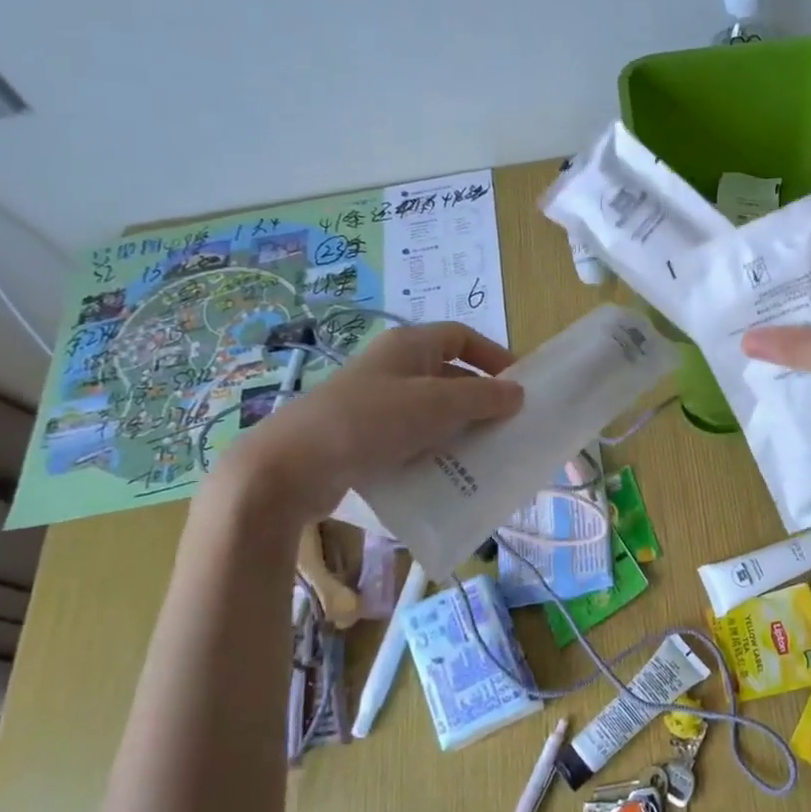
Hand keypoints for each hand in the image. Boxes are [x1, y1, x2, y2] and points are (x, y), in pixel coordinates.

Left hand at [208, 322, 522, 523]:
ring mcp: (376, 403)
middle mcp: (393, 368)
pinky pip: (411, 438)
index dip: (494, 355)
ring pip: (432, 410)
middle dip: (480, 399)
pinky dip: (433, 451)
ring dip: (459, 429)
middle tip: (507, 425)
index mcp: (409, 346)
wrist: (291, 467)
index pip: (462, 336)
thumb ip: (483, 396)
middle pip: (449, 375)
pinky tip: (447, 474)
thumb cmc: (370, 421)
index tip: (519, 384)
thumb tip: (518, 393)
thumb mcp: (436, 404)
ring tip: (484, 455)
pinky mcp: (364, 437)